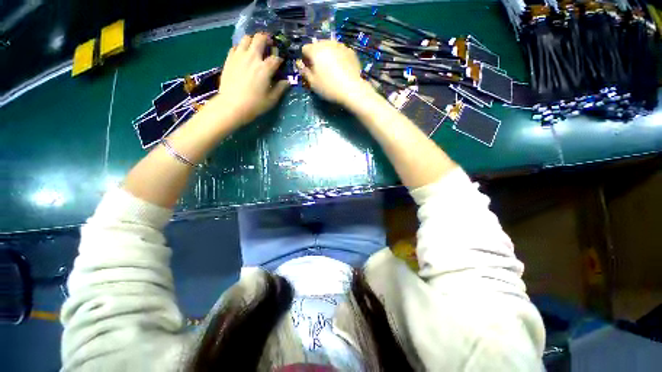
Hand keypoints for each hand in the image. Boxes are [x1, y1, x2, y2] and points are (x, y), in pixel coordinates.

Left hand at [209, 33, 289, 125]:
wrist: (232, 105)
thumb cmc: (255, 104)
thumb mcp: (272, 99)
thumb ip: (280, 88)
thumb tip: (287, 81)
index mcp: (265, 68)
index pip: (275, 57)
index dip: (279, 58)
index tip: (280, 63)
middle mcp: (252, 57)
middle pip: (260, 38)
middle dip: (267, 39)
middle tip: (269, 45)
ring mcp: (239, 56)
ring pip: (246, 38)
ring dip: (253, 40)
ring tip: (256, 47)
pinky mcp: (229, 59)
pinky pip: (236, 46)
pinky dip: (242, 47)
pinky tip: (244, 55)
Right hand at [297, 40, 373, 107]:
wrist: (352, 89)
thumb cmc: (329, 87)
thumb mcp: (313, 83)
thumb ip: (304, 72)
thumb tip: (300, 64)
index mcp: (315, 50)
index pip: (305, 49)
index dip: (305, 59)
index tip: (309, 70)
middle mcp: (327, 43)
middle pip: (317, 45)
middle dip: (317, 55)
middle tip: (320, 70)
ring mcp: (340, 46)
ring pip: (330, 47)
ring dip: (328, 55)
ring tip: (332, 69)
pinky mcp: (351, 51)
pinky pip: (340, 51)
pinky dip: (338, 57)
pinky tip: (341, 69)